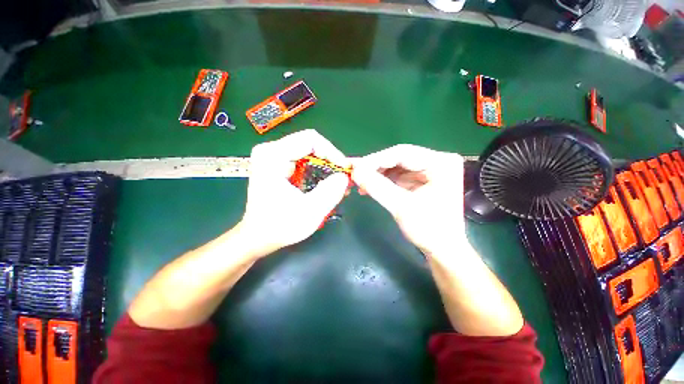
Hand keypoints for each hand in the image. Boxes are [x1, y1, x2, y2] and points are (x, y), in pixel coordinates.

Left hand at [239, 130, 350, 256]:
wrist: (258, 237)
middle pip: (310, 144)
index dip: (332, 152)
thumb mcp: (309, 211)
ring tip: (337, 183)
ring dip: (325, 166)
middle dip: (330, 160)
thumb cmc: (280, 226)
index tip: (343, 169)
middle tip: (342, 177)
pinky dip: (317, 171)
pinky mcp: (277, 165)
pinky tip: (325, 184)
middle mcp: (271, 151)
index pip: (310, 140)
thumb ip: (330, 192)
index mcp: (273, 156)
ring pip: (309, 153)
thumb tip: (344, 177)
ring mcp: (273, 157)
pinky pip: (304, 161)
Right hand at [352, 145, 465, 256]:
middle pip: (398, 158)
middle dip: (374, 167)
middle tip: (353, 172)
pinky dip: (382, 181)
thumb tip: (355, 171)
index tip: (354, 167)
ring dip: (376, 174)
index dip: (375, 160)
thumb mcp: (401, 206)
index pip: (402, 153)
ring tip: (358, 181)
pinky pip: (396, 176)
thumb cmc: (429, 229)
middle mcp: (436, 161)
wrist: (442, 250)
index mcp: (440, 163)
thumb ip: (377, 187)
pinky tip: (368, 186)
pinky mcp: (419, 180)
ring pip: (395, 166)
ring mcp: (428, 170)